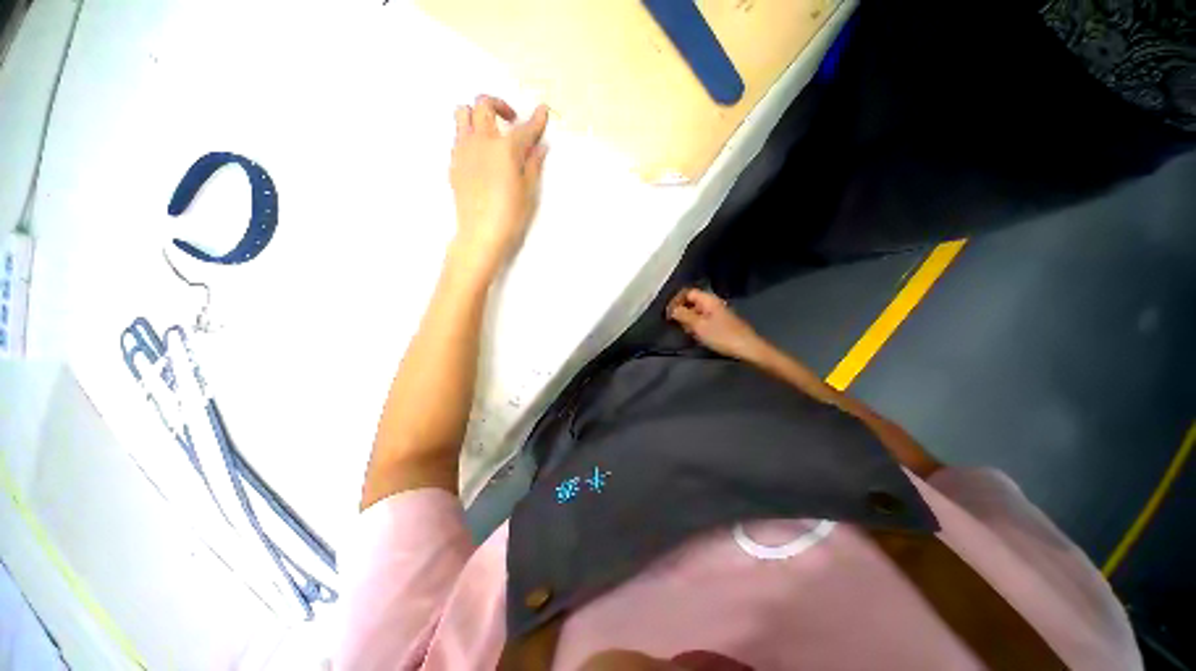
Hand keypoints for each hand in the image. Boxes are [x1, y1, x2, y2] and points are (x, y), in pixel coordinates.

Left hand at [449, 95, 549, 278]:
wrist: (481, 233)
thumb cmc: (510, 215)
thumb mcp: (529, 191)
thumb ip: (533, 165)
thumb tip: (539, 148)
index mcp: (505, 149)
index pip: (525, 129)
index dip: (536, 120)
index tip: (542, 111)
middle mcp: (482, 141)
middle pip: (484, 105)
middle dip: (500, 106)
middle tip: (511, 120)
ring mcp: (464, 150)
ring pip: (462, 113)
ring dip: (477, 114)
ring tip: (490, 131)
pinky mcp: (454, 162)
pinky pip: (458, 135)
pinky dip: (469, 134)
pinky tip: (480, 153)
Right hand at [667, 288, 767, 361]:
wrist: (747, 349)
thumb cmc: (721, 335)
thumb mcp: (698, 325)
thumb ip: (683, 315)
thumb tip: (671, 309)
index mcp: (708, 299)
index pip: (687, 292)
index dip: (676, 301)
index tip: (668, 314)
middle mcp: (713, 303)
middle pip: (691, 301)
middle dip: (681, 311)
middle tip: (676, 324)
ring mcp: (717, 313)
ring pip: (696, 312)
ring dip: (688, 320)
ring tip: (685, 331)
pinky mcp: (720, 324)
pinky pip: (703, 320)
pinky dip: (696, 326)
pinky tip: (696, 336)